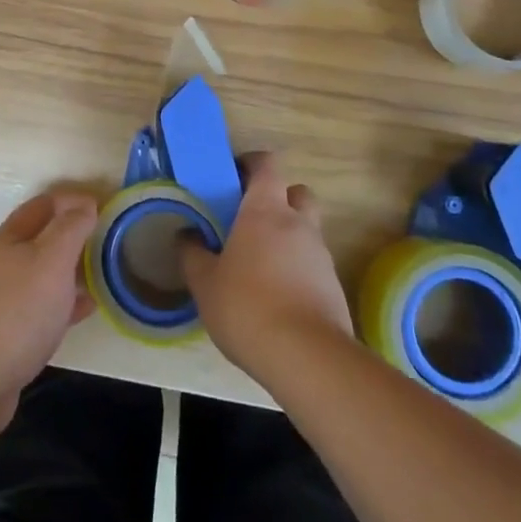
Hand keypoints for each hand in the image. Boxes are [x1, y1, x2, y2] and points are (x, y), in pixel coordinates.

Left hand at [0, 191, 98, 441]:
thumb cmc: (16, 311)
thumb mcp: (51, 260)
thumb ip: (70, 229)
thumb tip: (85, 204)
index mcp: (9, 238)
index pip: (44, 205)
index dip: (72, 200)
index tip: (103, 206)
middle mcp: (1, 263)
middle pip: (39, 238)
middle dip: (70, 235)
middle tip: (105, 240)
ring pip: (40, 274)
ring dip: (68, 270)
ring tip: (100, 274)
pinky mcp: (4, 335)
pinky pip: (40, 309)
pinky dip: (63, 304)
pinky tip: (83, 311)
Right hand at [180, 152, 353, 383]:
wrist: (307, 358)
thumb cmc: (247, 306)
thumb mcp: (204, 282)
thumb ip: (192, 253)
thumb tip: (186, 234)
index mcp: (265, 210)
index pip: (267, 164)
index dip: (252, 164)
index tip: (233, 176)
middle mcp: (298, 223)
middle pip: (297, 192)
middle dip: (278, 198)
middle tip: (252, 219)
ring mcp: (321, 255)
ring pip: (307, 229)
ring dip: (288, 236)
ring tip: (260, 265)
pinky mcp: (334, 286)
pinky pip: (314, 263)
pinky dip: (298, 269)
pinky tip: (277, 296)